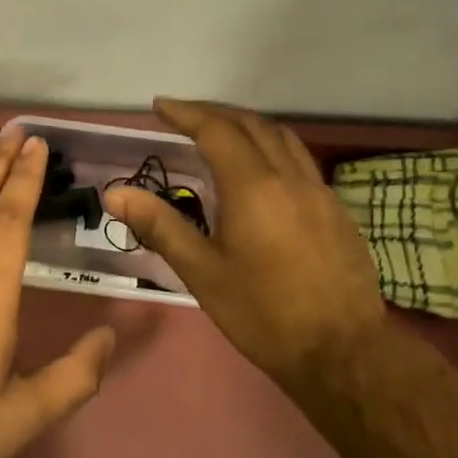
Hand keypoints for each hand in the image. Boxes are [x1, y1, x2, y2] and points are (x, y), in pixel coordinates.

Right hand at [102, 99, 384, 391]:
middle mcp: (289, 177)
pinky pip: (300, 160)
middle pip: (251, 124)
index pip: (216, 131)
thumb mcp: (202, 272)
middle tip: (184, 115)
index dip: (186, 113)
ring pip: (282, 137)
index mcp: (253, 187)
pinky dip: (273, 148)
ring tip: (221, 132)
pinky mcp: (336, 209)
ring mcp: (319, 191)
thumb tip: (116, 193)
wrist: (341, 351)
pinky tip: (262, 172)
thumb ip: (160, 226)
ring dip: (248, 125)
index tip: (160, 106)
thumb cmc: (262, 314)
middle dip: (215, 112)